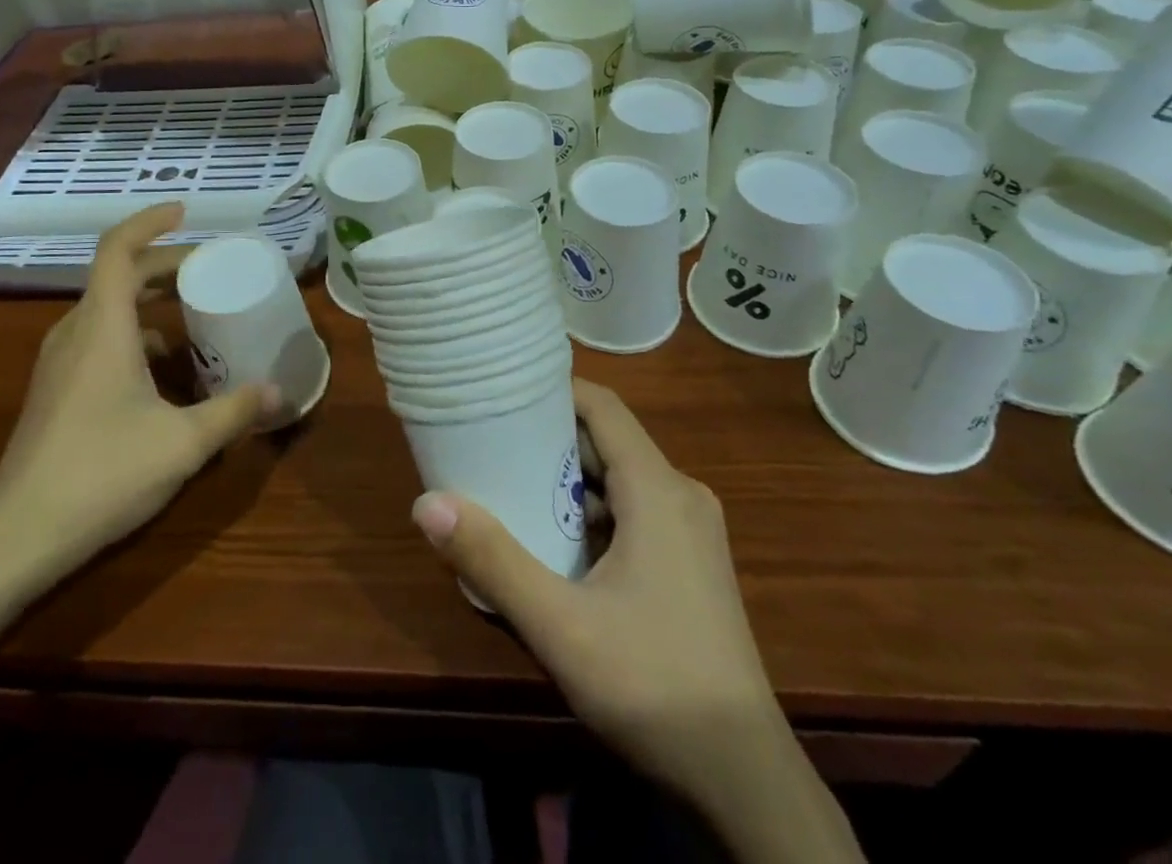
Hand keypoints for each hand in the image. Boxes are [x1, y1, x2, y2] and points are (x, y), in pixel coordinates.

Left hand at [0, 204, 277, 593]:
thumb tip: (280, 392)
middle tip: (207, 267)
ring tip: (191, 312)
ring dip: (146, 298)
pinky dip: (132, 332)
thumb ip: (234, 412)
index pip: (117, 249)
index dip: (149, 222)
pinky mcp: (54, 390)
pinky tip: (162, 370)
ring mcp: (58, 363)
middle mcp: (75, 333)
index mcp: (103, 327)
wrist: (17, 537)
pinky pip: (97, 338)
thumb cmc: (102, 474)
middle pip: (116, 275)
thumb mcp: (183, 443)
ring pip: (105, 308)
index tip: (184, 212)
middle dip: (162, 263)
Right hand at [410, 379, 772, 791]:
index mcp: (658, 489)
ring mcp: (691, 532)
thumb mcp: (560, 624)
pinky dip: (591, 515)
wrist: (746, 782)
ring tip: (508, 488)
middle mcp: (680, 495)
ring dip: (567, 482)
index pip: (602, 406)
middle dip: (548, 440)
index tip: (502, 392)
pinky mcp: (691, 565)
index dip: (553, 389)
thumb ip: (492, 559)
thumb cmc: (653, 685)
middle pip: (606, 442)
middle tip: (489, 443)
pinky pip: (633, 514)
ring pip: (618, 481)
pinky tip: (553, 545)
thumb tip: (426, 503)